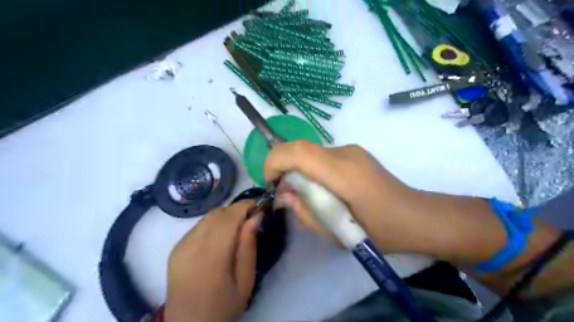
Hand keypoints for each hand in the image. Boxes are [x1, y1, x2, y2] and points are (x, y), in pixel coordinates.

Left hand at [164, 202, 258, 321]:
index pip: (229, 217)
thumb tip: (255, 217)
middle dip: (237, 210)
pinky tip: (220, 237)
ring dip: (225, 216)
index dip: (245, 206)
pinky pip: (198, 225)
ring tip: (237, 228)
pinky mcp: (176, 247)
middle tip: (251, 218)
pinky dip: (213, 224)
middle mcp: (192, 246)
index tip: (260, 205)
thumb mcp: (245, 281)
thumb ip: (248, 247)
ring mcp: (181, 245)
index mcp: (211, 257)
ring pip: (208, 217)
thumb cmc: (223, 306)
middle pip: (218, 213)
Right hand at [264, 139, 420, 250]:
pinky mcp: (355, 153)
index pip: (298, 151)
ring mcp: (352, 150)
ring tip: (306, 195)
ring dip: (299, 170)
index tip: (270, 182)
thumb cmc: (380, 232)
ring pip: (311, 153)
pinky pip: (323, 157)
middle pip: (302, 148)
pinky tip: (323, 190)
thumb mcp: (335, 232)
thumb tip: (283, 195)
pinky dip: (312, 170)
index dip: (275, 161)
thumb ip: (305, 211)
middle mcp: (346, 153)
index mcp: (343, 173)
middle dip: (284, 167)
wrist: (416, 217)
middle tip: (286, 193)